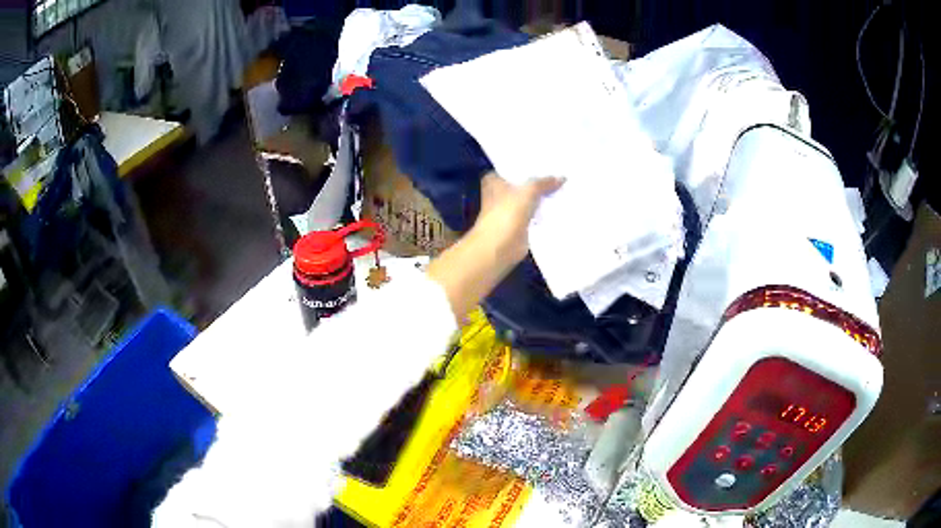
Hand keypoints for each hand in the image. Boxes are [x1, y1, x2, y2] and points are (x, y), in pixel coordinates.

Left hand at [476, 172, 564, 265]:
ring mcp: (510, 210)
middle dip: (540, 181)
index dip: (530, 165)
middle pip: (524, 184)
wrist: (500, 247)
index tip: (549, 161)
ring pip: (531, 199)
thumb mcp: (528, 191)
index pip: (514, 167)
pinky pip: (535, 214)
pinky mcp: (519, 225)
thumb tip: (562, 178)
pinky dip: (545, 212)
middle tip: (561, 172)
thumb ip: (544, 183)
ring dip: (544, 197)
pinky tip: (561, 205)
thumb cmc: (507, 213)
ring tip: (565, 187)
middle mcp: (500, 193)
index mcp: (495, 180)